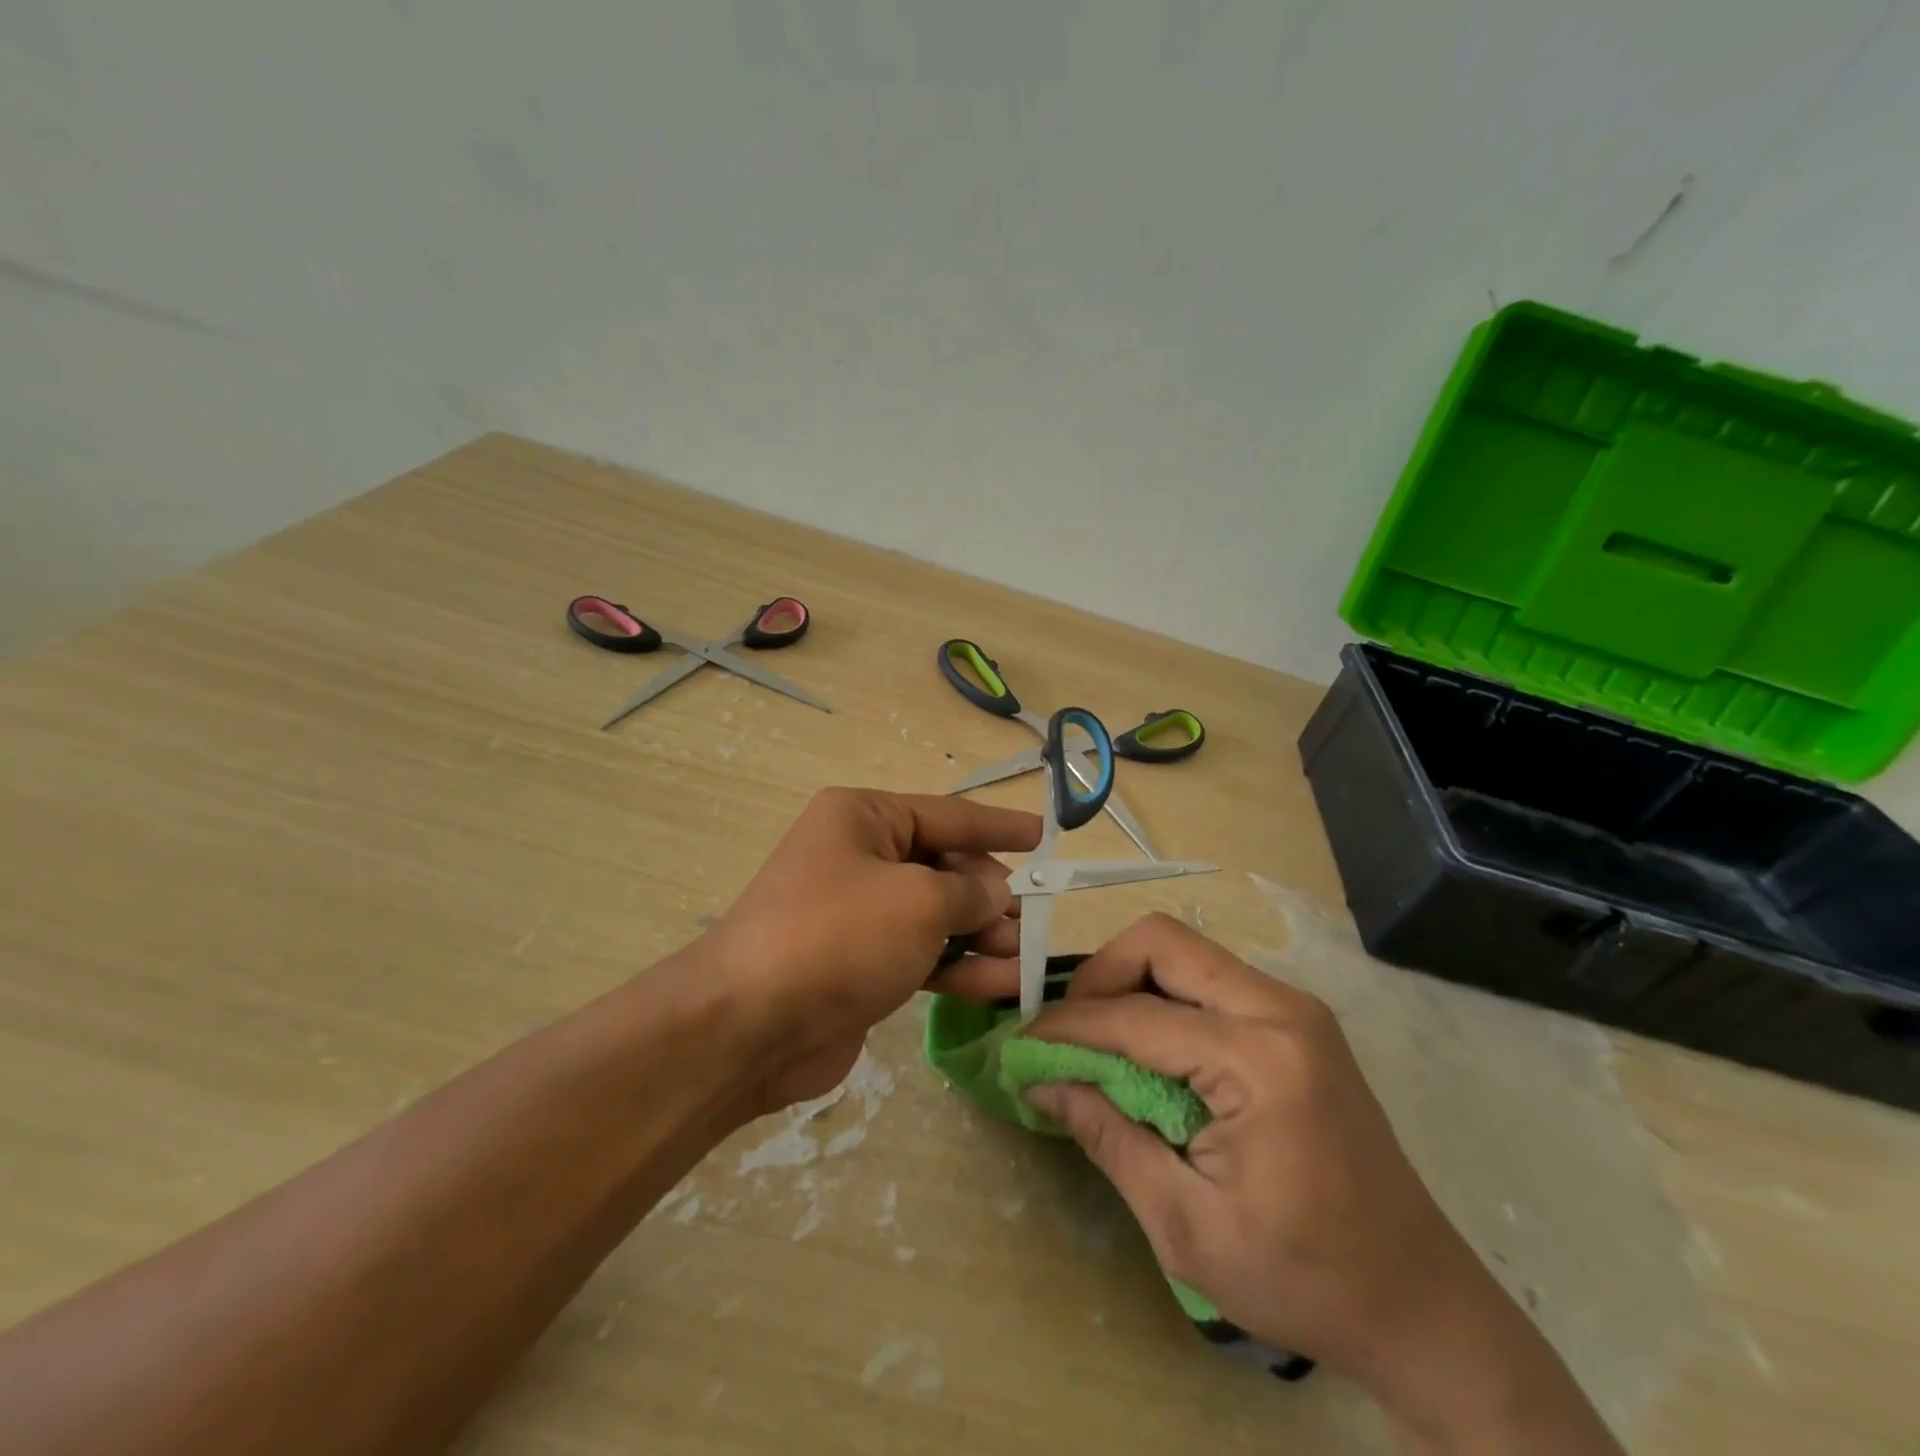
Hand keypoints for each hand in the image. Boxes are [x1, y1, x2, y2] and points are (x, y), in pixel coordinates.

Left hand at [702, 787, 1040, 1113]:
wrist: (751, 1025)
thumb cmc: (840, 935)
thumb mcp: (920, 900)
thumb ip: (970, 893)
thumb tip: (995, 897)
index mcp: (863, 818)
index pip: (947, 814)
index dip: (997, 826)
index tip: (1043, 834)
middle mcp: (858, 858)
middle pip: (943, 867)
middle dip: (990, 894)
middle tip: (1032, 920)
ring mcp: (858, 915)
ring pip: (936, 916)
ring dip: (982, 936)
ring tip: (1027, 958)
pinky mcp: (859, 966)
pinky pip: (922, 957)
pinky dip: (960, 969)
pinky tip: (1004, 986)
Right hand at [1023, 913, 1620, 1454]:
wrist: (1422, 1305)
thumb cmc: (1305, 1279)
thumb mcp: (1187, 1225)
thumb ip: (1108, 1137)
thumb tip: (1043, 1083)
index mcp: (1260, 1060)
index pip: (1135, 1016)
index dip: (1067, 1027)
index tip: (1021, 1047)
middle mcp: (1281, 1009)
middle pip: (1163, 941)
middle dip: (1100, 976)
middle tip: (1068, 1032)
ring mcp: (1295, 1008)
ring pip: (1185, 952)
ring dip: (1131, 983)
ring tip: (1098, 1041)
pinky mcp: (1298, 1022)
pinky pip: (1210, 980)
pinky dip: (1164, 999)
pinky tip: (1148, 1050)